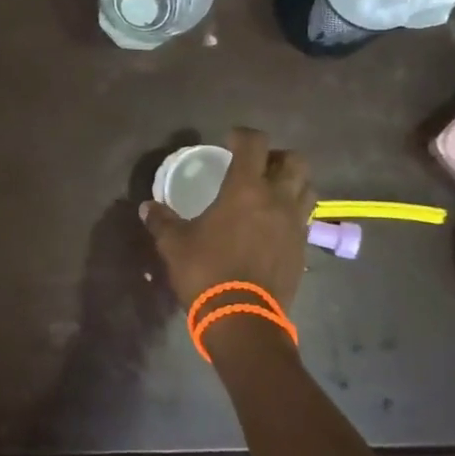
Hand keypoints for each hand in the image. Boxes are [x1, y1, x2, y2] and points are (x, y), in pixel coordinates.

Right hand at [141, 128, 314, 308]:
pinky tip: (274, 225)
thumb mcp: (174, 245)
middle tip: (257, 166)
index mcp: (246, 189)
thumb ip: (162, 222)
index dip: (243, 135)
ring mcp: (295, 224)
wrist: (244, 320)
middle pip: (295, 161)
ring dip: (292, 183)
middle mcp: (277, 199)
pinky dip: (293, 212)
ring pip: (307, 188)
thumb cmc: (207, 272)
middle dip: (277, 156)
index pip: (254, 144)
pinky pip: (305, 218)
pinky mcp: (303, 248)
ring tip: (271, 193)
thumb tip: (147, 207)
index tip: (229, 140)